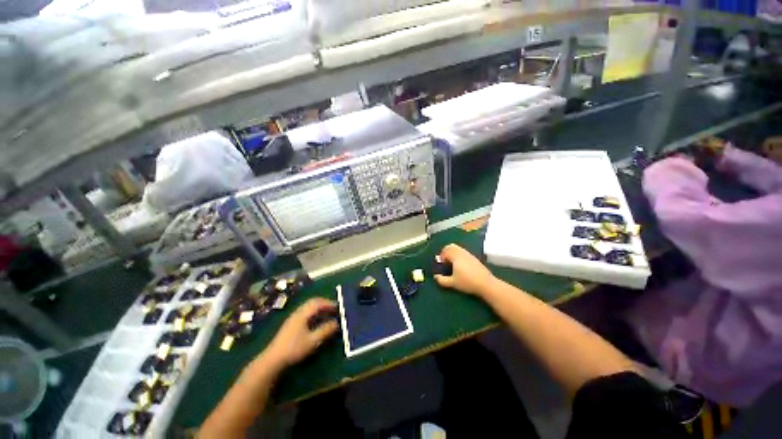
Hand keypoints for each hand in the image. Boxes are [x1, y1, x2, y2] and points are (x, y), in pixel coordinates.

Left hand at [263, 298, 338, 369]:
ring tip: (327, 314)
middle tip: (333, 308)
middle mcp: (297, 313)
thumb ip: (325, 330)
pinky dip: (313, 312)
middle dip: (324, 303)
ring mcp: (293, 318)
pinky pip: (305, 312)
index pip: (318, 303)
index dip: (329, 303)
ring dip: (319, 308)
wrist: (273, 360)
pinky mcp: (290, 324)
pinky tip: (316, 321)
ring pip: (308, 307)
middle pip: (312, 302)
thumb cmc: (294, 349)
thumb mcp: (312, 341)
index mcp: (303, 314)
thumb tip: (337, 322)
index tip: (338, 306)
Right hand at [434, 244, 496, 295]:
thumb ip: (442, 280)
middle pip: (451, 246)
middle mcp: (462, 253)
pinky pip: (463, 252)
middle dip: (446, 252)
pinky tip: (461, 266)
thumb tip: (435, 277)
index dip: (441, 256)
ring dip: (453, 253)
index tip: (441, 264)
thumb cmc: (467, 282)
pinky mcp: (474, 258)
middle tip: (445, 261)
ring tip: (452, 264)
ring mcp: (469, 255)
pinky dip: (459, 256)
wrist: (486, 284)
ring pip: (458, 249)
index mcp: (456, 256)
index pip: (446, 251)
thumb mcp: (453, 283)